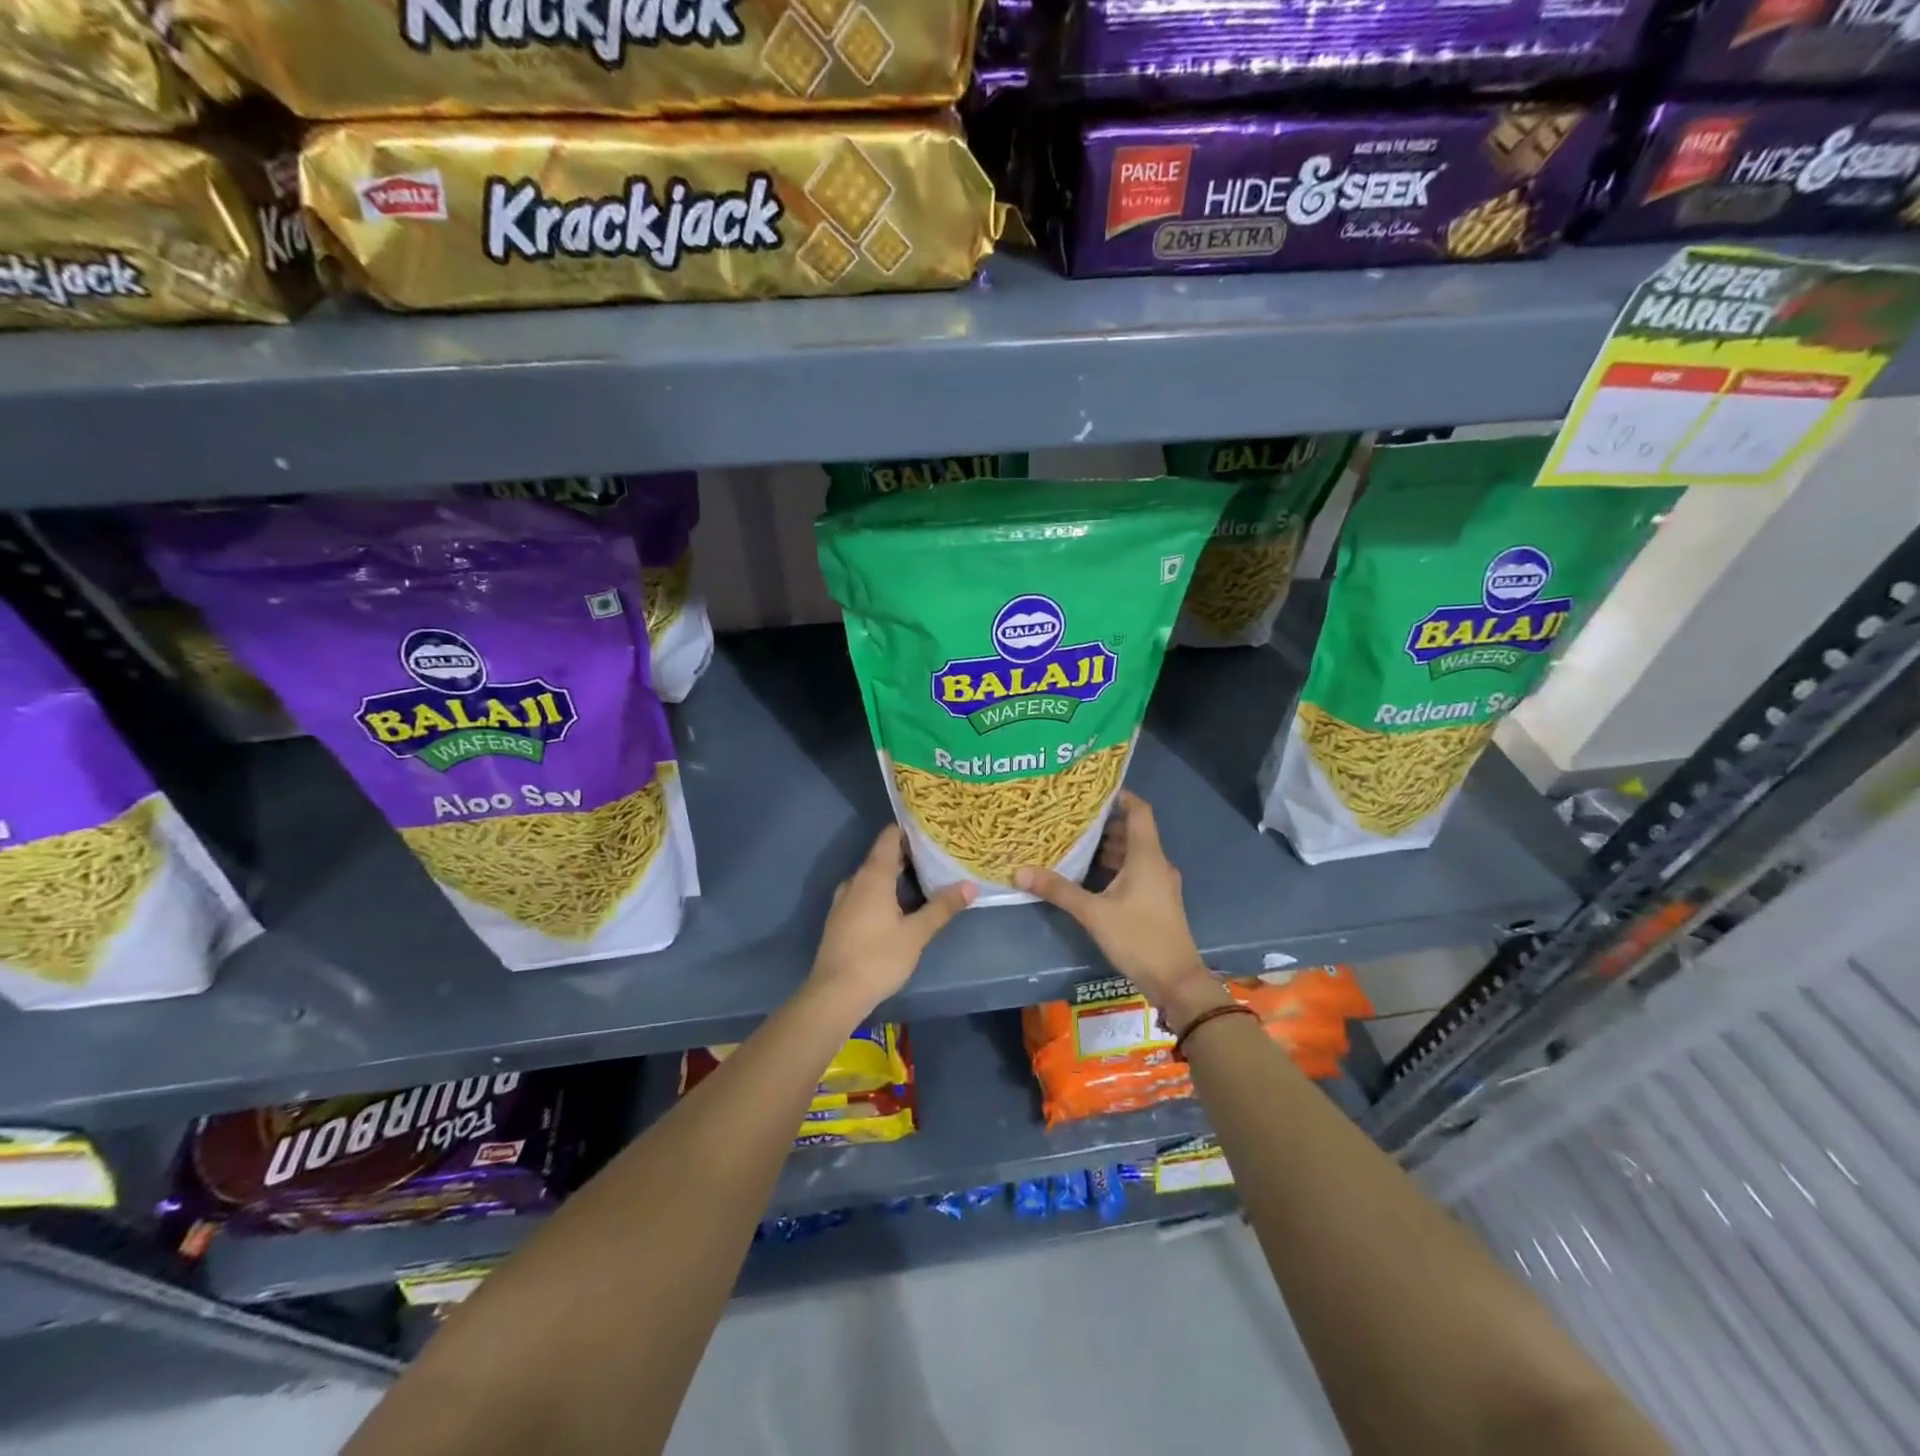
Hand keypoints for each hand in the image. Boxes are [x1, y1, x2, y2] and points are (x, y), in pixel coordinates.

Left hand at [809, 826, 973, 1013]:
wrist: (834, 994)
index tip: (932, 829)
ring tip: (924, 880)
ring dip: (896, 876)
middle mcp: (855, 881)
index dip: (909, 830)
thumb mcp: (916, 934)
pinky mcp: (840, 919)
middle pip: (882, 857)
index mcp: (873, 876)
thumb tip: (970, 886)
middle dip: (908, 855)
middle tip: (938, 856)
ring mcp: (844, 900)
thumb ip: (942, 907)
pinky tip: (900, 907)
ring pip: (873, 878)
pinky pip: (864, 894)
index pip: (889, 837)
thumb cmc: (878, 958)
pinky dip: (883, 893)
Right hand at [1015, 791, 1224, 1023]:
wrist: (1176, 981)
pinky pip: (1134, 871)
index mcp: (1147, 856)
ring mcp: (1159, 883)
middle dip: (1103, 822)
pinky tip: (1089, 873)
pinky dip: (1114, 866)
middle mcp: (1157, 863)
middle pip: (1132, 831)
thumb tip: (1020, 871)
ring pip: (1133, 853)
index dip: (1120, 795)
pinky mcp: (1156, 901)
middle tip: (1071, 816)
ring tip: (1074, 841)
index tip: (1092, 789)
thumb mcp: (1093, 913)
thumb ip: (1058, 890)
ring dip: (1107, 847)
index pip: (1139, 811)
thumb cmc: (1138, 938)